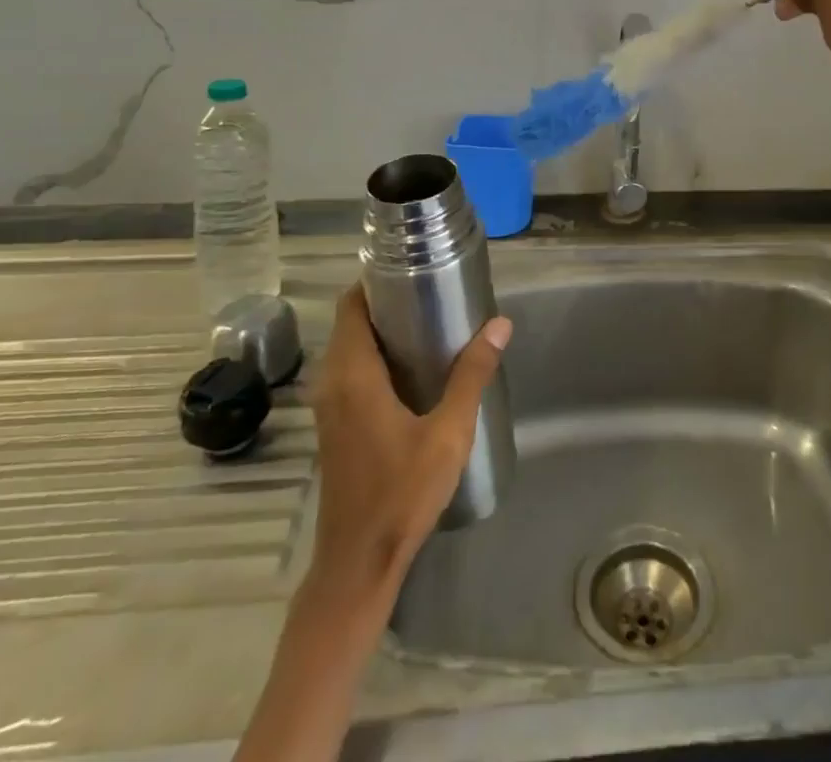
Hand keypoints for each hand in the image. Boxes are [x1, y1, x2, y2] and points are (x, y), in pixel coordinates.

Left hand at [301, 285, 511, 612]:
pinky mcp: (336, 425)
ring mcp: (330, 406)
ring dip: (383, 329)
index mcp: (353, 374)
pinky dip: (377, 355)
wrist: (358, 563)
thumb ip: (472, 375)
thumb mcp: (448, 432)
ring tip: (432, 321)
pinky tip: (415, 366)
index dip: (376, 280)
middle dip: (388, 301)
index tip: (413, 267)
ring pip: (351, 347)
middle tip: (435, 291)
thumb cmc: (401, 493)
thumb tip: (500, 323)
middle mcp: (332, 382)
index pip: (351, 305)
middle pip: (352, 322)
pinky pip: (352, 370)